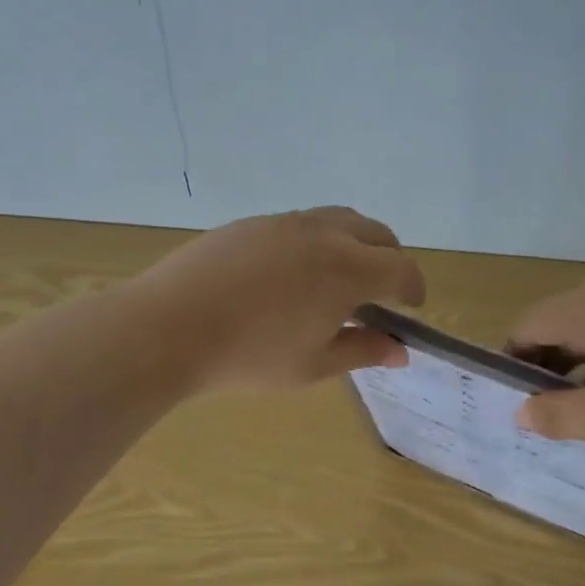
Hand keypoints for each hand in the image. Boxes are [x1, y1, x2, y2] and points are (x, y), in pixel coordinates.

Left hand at [134, 207, 425, 389]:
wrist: (170, 326)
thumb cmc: (250, 355)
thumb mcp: (314, 365)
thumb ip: (362, 351)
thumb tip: (400, 351)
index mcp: (348, 268)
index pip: (401, 268)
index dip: (414, 288)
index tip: (411, 308)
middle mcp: (324, 233)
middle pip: (377, 233)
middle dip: (389, 260)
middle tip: (380, 293)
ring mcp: (285, 222)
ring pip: (339, 220)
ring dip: (355, 244)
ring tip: (339, 279)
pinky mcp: (252, 223)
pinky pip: (302, 223)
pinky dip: (318, 241)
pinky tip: (292, 274)